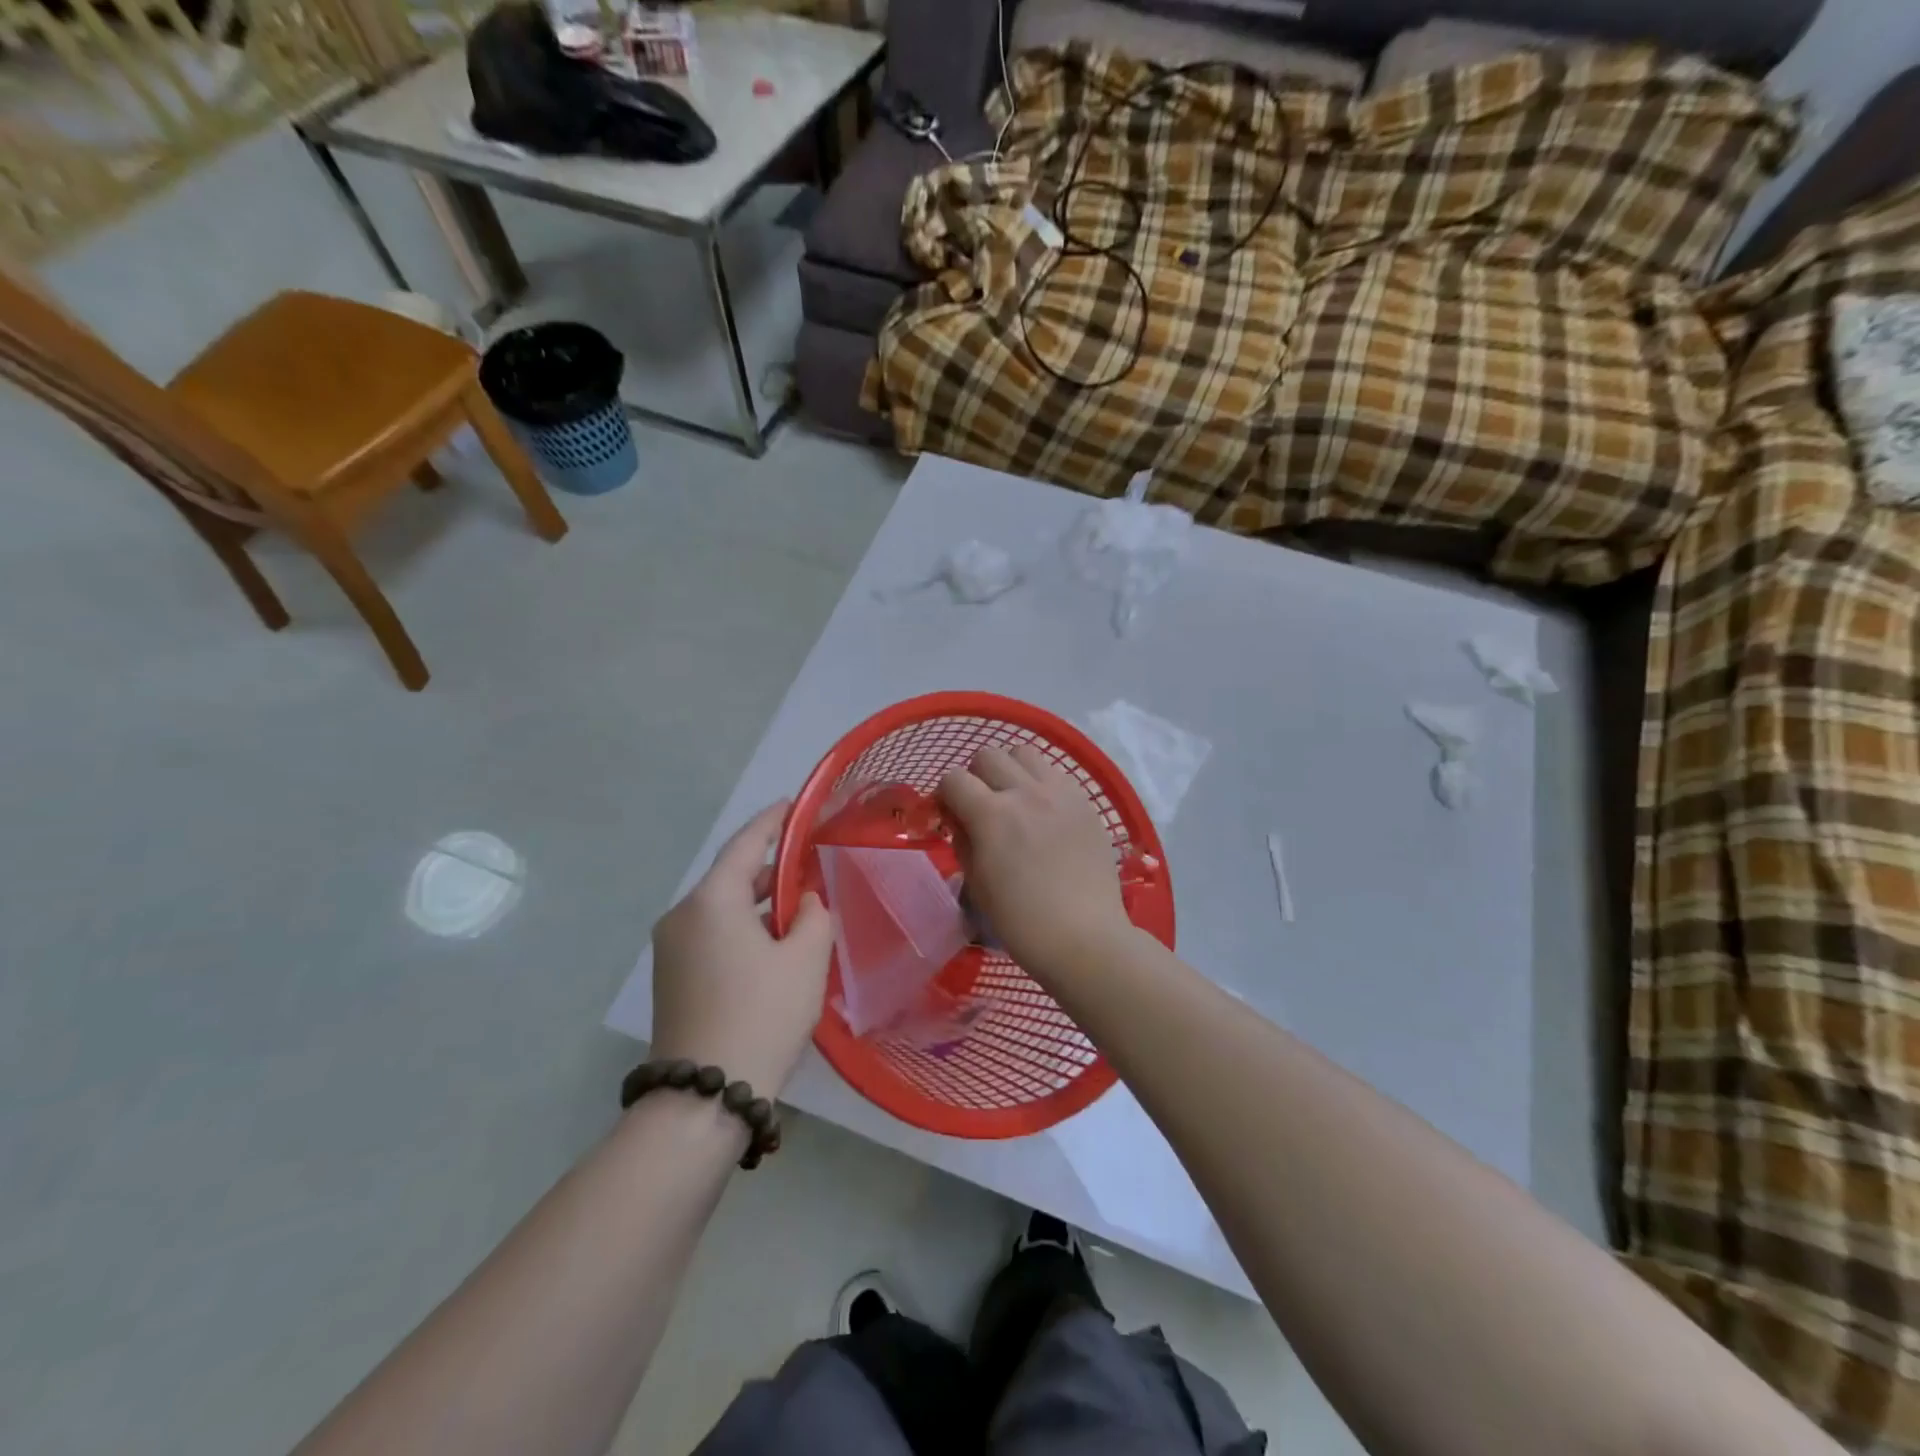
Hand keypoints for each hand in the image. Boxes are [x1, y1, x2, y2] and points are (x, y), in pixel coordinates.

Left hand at [651, 802, 833, 1094]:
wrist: (704, 1096)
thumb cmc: (763, 1014)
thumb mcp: (807, 959)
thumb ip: (815, 915)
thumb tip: (805, 902)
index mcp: (711, 900)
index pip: (745, 844)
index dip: (772, 821)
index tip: (793, 804)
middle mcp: (682, 916)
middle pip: (731, 877)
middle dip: (771, 870)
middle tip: (810, 864)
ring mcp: (671, 949)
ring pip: (722, 910)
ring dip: (759, 905)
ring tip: (800, 909)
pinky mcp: (671, 979)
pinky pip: (712, 936)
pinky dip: (743, 930)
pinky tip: (773, 947)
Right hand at [938, 746, 1132, 979]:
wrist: (1084, 938)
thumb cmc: (1021, 922)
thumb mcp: (976, 884)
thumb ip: (963, 841)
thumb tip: (960, 819)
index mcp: (992, 815)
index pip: (954, 778)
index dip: (944, 795)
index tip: (948, 814)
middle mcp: (1026, 792)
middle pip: (989, 755)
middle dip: (976, 777)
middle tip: (981, 806)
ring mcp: (1061, 793)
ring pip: (1025, 753)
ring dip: (1011, 770)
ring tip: (1015, 799)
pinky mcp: (1086, 802)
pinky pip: (1056, 773)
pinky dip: (1042, 783)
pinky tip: (1045, 812)